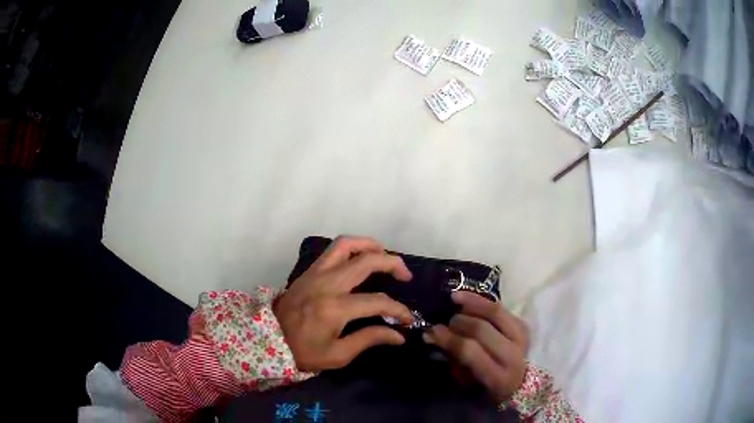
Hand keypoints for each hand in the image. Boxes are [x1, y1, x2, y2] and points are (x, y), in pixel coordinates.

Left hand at [274, 236, 414, 371]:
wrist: (268, 339)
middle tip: (405, 275)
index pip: (377, 301)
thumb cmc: (303, 351)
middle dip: (392, 263)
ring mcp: (316, 273)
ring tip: (384, 255)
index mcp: (335, 308)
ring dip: (370, 245)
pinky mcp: (309, 270)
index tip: (408, 319)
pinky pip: (333, 250)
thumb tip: (399, 335)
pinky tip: (360, 258)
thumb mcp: (338, 355)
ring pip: (347, 244)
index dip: (398, 309)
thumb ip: (369, 339)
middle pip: (366, 261)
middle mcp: (327, 284)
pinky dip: (352, 248)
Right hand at [423, 291, 528, 403]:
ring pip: (494, 312)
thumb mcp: (469, 385)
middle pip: (481, 329)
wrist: (522, 383)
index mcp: (497, 376)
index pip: (470, 351)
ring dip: (471, 304)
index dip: (449, 339)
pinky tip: (467, 297)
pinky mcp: (524, 325)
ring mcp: (521, 337)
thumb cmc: (489, 389)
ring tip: (454, 300)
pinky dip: (482, 301)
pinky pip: (500, 308)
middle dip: (458, 322)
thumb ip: (453, 361)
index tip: (432, 331)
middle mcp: (512, 354)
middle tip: (445, 322)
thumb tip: (432, 337)